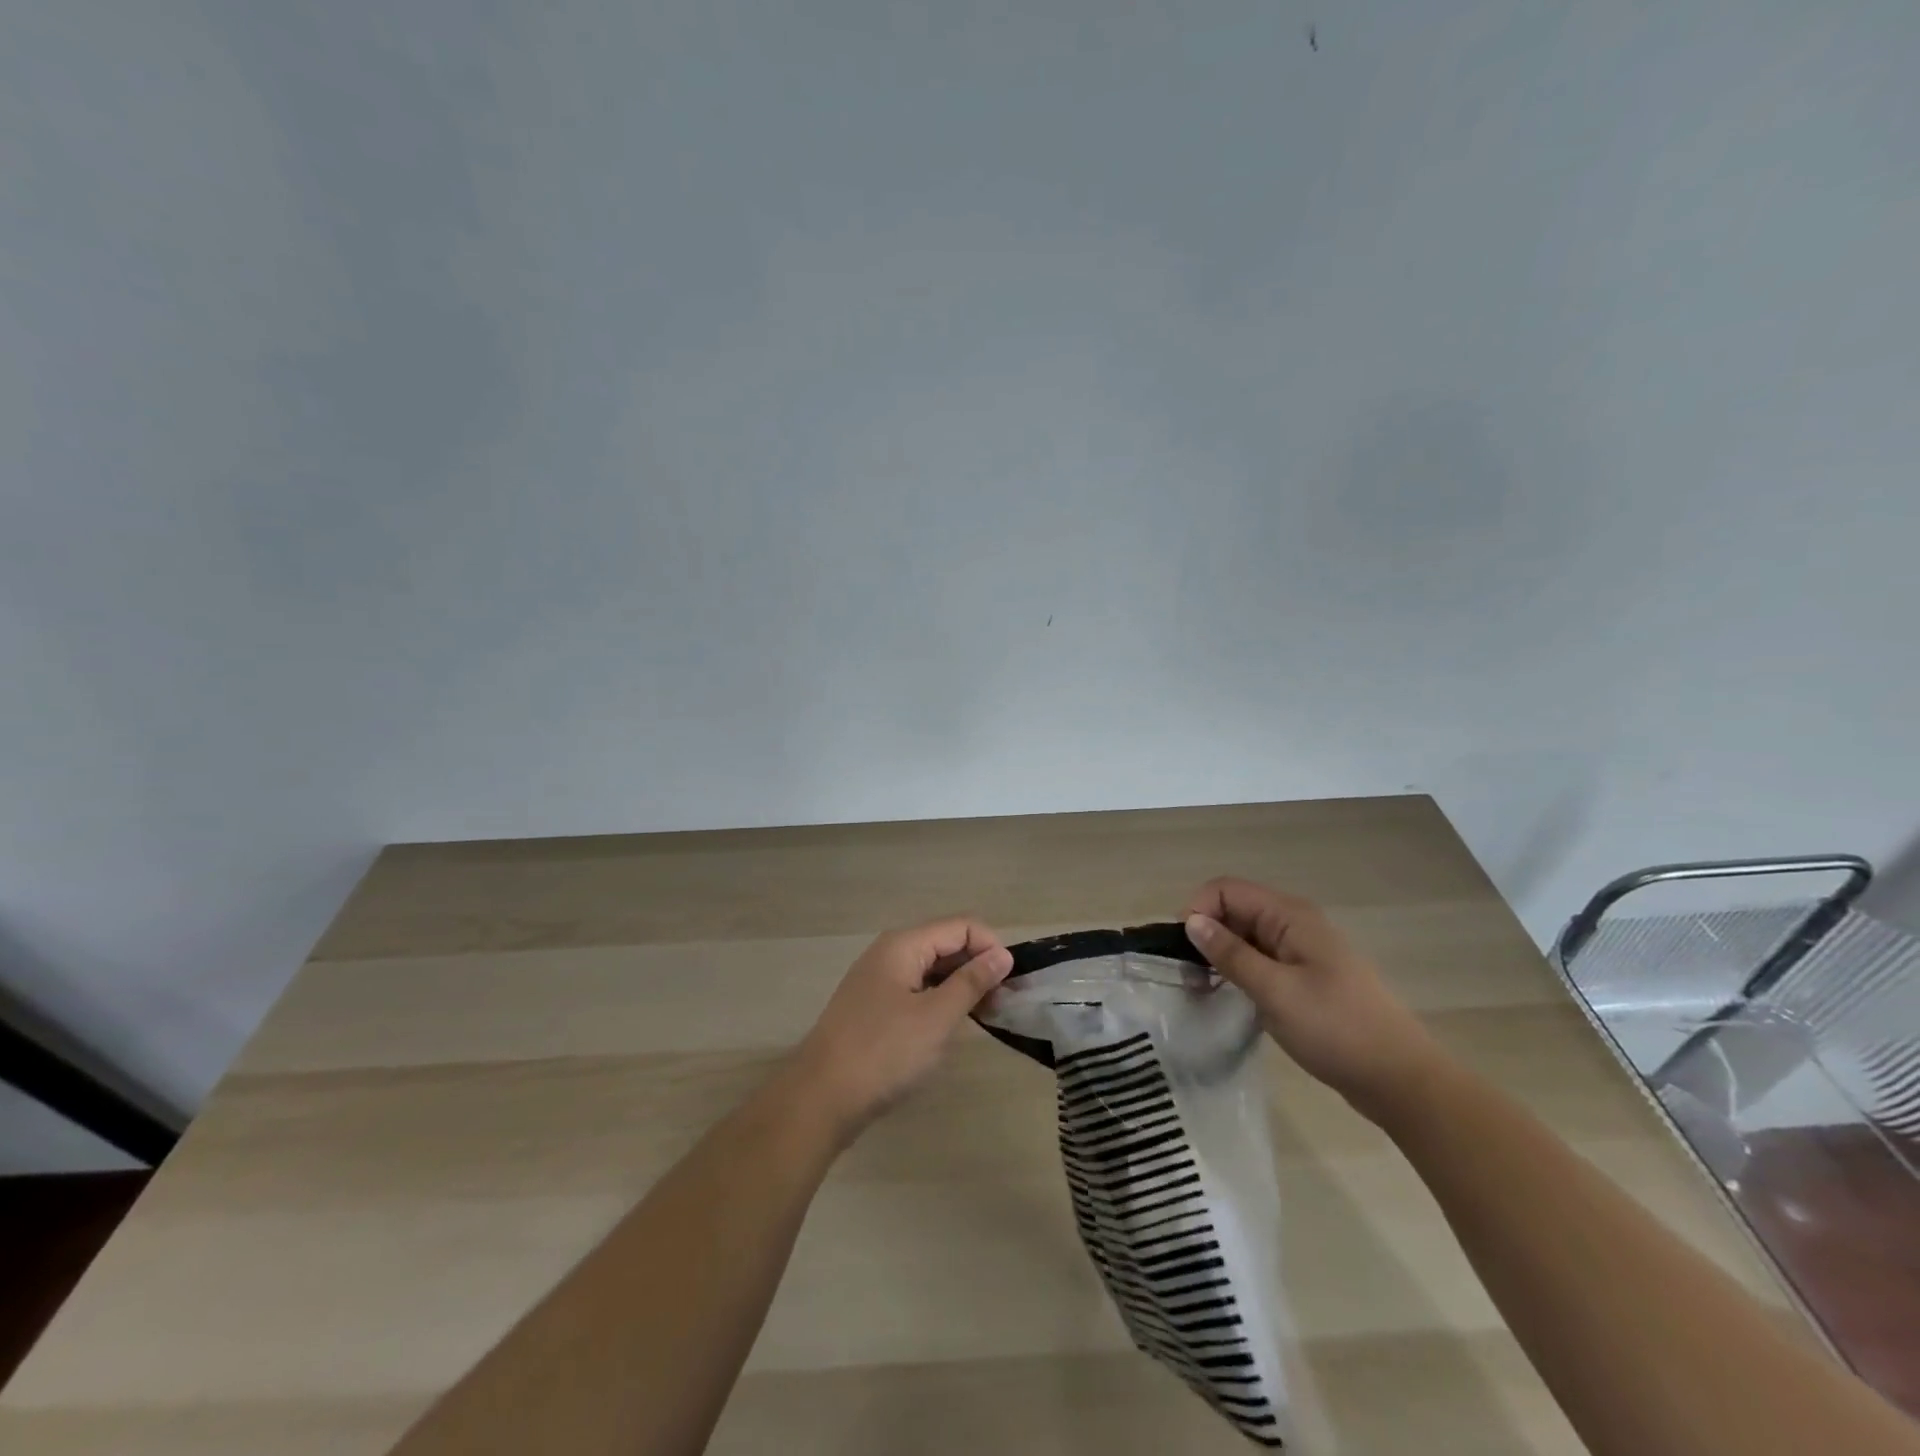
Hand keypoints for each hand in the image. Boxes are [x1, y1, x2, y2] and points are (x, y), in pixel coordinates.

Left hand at [785, 917, 1013, 1146]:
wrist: (819, 1098)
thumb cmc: (883, 1052)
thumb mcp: (936, 1017)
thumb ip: (972, 982)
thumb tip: (1002, 954)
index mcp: (904, 945)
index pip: (962, 926)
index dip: (992, 948)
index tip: (1011, 985)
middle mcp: (890, 953)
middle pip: (946, 944)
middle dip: (979, 967)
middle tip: (1004, 1005)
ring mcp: (879, 980)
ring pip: (932, 969)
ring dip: (962, 986)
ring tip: (986, 1017)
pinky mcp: (874, 1007)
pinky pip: (917, 990)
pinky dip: (941, 1001)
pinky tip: (952, 1026)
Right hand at [1183, 878, 1443, 1119]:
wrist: (1400, 1079)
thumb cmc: (1336, 1029)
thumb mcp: (1275, 991)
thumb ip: (1231, 954)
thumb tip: (1191, 921)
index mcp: (1290, 916)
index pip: (1226, 890)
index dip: (1198, 911)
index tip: (1183, 951)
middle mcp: (1294, 924)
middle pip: (1234, 909)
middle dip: (1205, 933)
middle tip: (1187, 975)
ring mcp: (1301, 951)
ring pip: (1245, 936)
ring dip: (1220, 955)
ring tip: (1202, 989)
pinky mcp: (1304, 977)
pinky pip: (1260, 959)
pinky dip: (1239, 971)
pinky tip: (1229, 997)